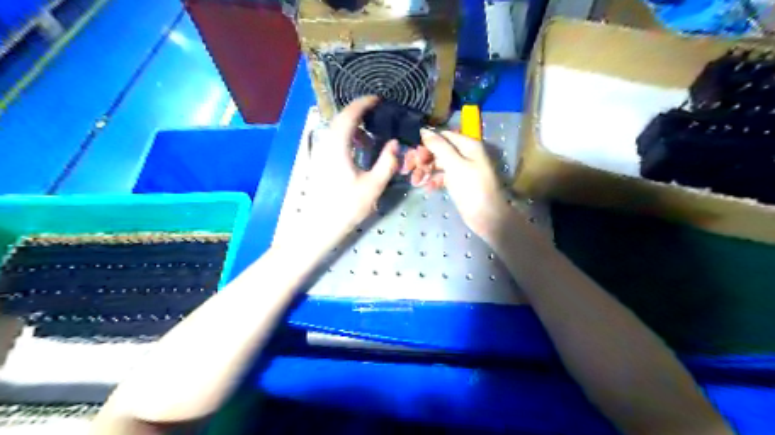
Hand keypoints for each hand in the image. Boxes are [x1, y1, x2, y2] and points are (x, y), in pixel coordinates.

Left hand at [305, 95, 398, 239]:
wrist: (320, 226)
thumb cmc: (347, 207)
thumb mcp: (373, 186)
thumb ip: (387, 162)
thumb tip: (394, 143)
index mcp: (338, 147)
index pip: (349, 115)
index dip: (363, 103)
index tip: (377, 99)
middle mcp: (325, 145)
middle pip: (340, 119)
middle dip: (358, 111)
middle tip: (376, 111)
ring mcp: (320, 153)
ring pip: (335, 130)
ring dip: (352, 125)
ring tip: (371, 131)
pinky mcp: (320, 162)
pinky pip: (333, 140)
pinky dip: (347, 136)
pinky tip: (359, 149)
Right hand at [403, 129, 512, 240]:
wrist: (487, 217)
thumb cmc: (472, 188)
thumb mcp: (454, 165)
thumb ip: (439, 146)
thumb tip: (424, 130)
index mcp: (468, 145)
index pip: (443, 136)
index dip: (427, 143)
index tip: (413, 154)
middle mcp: (465, 154)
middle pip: (439, 150)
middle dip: (424, 158)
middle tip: (409, 168)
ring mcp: (462, 169)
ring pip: (439, 164)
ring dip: (426, 171)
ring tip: (415, 182)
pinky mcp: (459, 183)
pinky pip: (443, 177)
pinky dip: (434, 181)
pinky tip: (427, 188)